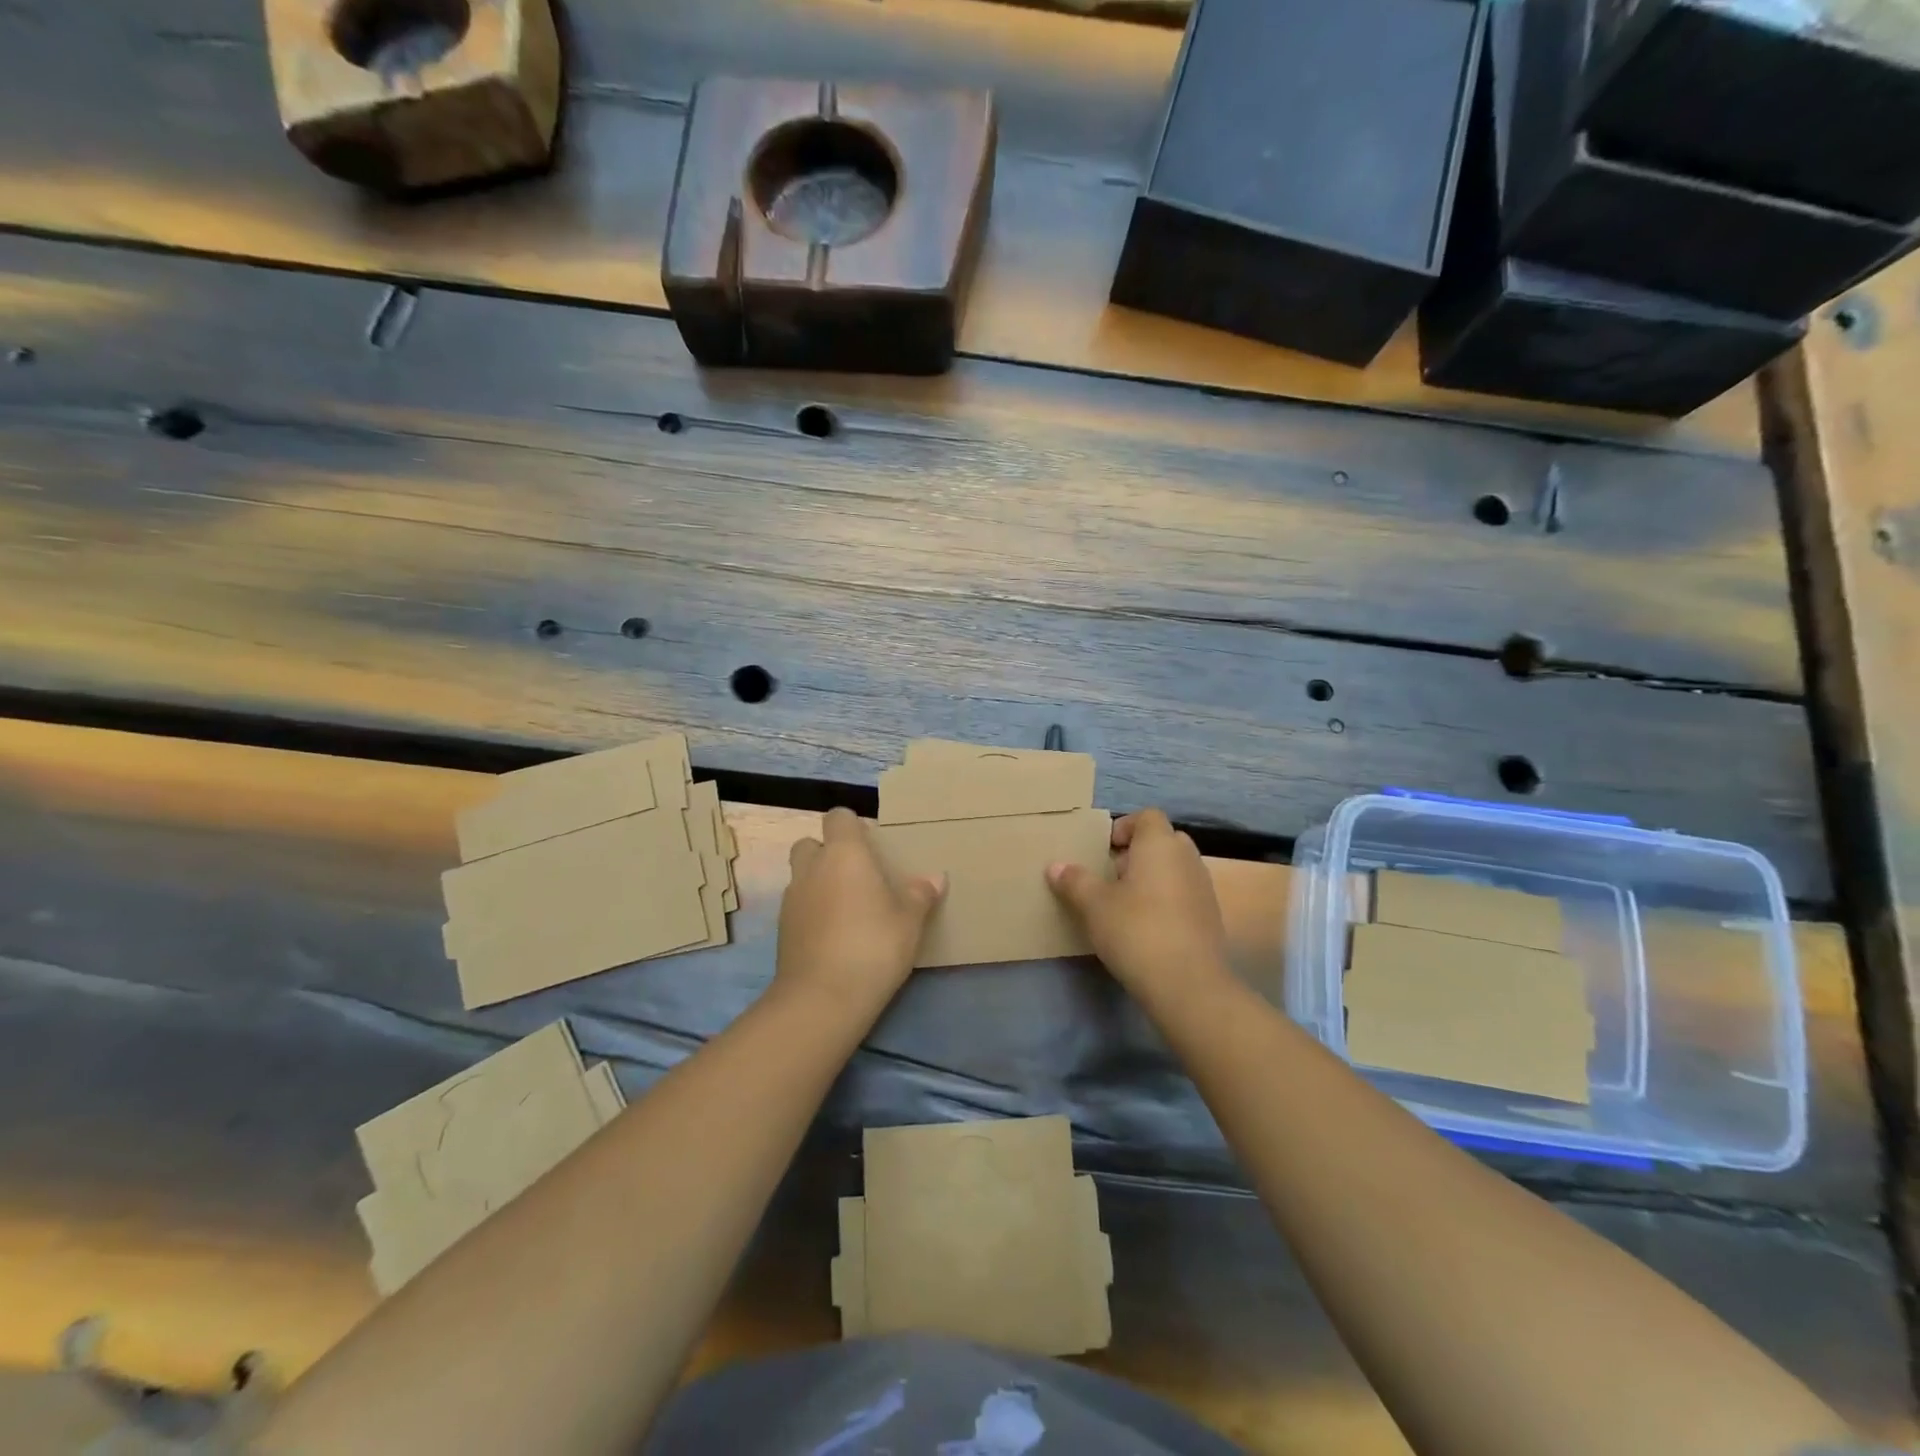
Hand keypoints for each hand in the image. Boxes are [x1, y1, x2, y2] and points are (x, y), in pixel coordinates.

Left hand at [777, 807, 945, 1017]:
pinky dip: (812, 912)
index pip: (838, 817)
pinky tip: (834, 935)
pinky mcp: (782, 930)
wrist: (823, 998)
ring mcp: (792, 899)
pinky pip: (798, 907)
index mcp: (844, 853)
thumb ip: (920, 894)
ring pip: (801, 876)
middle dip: (828, 852)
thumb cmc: (874, 945)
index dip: (852, 826)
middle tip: (856, 875)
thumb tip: (935, 877)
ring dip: (819, 883)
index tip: (871, 844)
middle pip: (811, 843)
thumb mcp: (910, 920)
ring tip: (847, 908)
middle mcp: (812, 868)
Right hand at [1047, 809, 1230, 1001]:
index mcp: (1160, 844)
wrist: (1188, 984)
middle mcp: (1187, 858)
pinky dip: (1166, 901)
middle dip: (1137, 854)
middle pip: (1163, 841)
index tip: (1104, 851)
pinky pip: (1184, 895)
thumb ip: (1074, 881)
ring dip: (1152, 878)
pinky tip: (1147, 928)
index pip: (1147, 816)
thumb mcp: (1094, 905)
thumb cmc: (1136, 930)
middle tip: (1111, 877)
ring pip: (1174, 869)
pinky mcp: (1211, 917)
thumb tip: (1055, 866)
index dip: (1124, 827)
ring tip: (1125, 905)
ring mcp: (1204, 888)